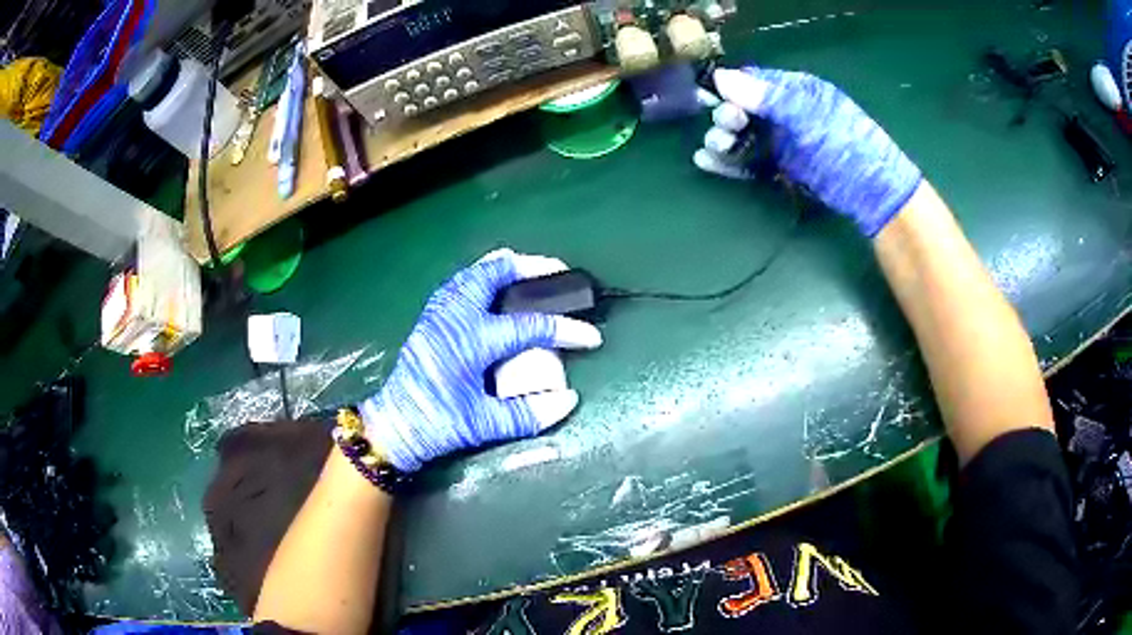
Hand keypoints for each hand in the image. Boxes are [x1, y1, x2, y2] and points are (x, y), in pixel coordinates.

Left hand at [358, 249, 601, 471]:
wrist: (393, 425)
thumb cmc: (436, 425)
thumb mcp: (483, 425)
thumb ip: (528, 414)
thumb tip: (569, 399)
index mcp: (470, 341)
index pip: (529, 326)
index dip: (566, 329)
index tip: (592, 337)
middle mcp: (454, 317)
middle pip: (494, 273)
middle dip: (531, 267)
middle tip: (558, 271)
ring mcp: (439, 313)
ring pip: (473, 272)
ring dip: (504, 267)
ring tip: (529, 271)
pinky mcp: (430, 318)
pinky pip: (460, 282)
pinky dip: (482, 275)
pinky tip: (493, 287)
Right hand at [694, 67, 921, 236]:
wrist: (876, 196)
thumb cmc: (848, 147)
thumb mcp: (810, 117)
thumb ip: (767, 98)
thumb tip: (720, 78)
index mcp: (797, 91)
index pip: (755, 81)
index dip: (731, 88)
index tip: (711, 97)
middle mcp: (788, 113)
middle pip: (745, 109)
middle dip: (729, 117)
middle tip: (727, 128)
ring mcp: (786, 142)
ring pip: (745, 137)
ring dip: (725, 141)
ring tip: (713, 150)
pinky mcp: (784, 168)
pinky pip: (751, 162)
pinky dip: (731, 163)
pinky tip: (707, 163)